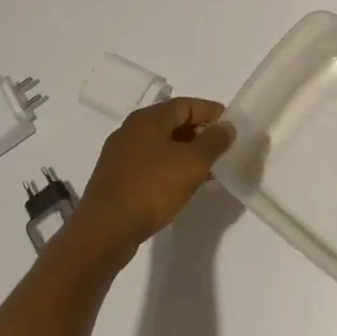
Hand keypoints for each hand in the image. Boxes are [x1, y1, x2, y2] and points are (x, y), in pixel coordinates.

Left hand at [71, 98, 235, 261]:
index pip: (187, 104)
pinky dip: (170, 168)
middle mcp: (131, 130)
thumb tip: (226, 126)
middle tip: (222, 151)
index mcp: (148, 119)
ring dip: (186, 154)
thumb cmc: (151, 189)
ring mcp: (120, 155)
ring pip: (162, 145)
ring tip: (208, 172)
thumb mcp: (193, 163)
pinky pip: (150, 164)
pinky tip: (182, 187)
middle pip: (173, 123)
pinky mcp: (116, 178)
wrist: (104, 231)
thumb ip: (214, 141)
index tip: (232, 128)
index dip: (212, 113)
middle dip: (200, 134)